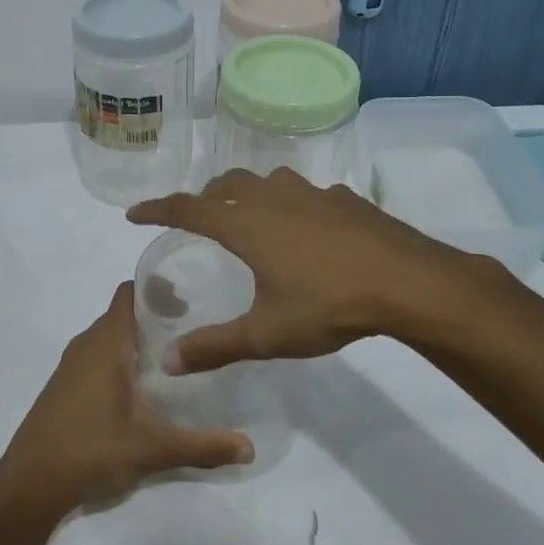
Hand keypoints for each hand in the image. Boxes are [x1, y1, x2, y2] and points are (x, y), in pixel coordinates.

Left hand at [0, 283, 253, 516]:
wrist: (29, 485)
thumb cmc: (91, 451)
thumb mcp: (153, 449)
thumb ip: (203, 446)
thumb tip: (250, 448)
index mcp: (106, 344)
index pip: (130, 293)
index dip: (158, 289)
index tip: (191, 299)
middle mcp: (87, 345)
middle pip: (123, 314)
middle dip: (157, 317)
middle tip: (195, 330)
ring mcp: (71, 367)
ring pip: (110, 338)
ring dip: (138, 340)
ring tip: (175, 357)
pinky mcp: (65, 387)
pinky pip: (98, 357)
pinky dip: (121, 359)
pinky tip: (142, 387)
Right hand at [128, 167, 477, 372]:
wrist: (408, 282)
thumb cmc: (329, 305)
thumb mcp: (267, 334)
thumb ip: (214, 347)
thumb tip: (166, 362)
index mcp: (247, 225)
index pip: (188, 208)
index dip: (158, 209)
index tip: (134, 214)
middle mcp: (273, 199)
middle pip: (227, 185)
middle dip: (204, 197)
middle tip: (196, 218)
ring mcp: (312, 194)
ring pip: (267, 182)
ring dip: (247, 193)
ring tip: (248, 216)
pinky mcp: (344, 199)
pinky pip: (304, 193)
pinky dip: (289, 203)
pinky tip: (305, 228)